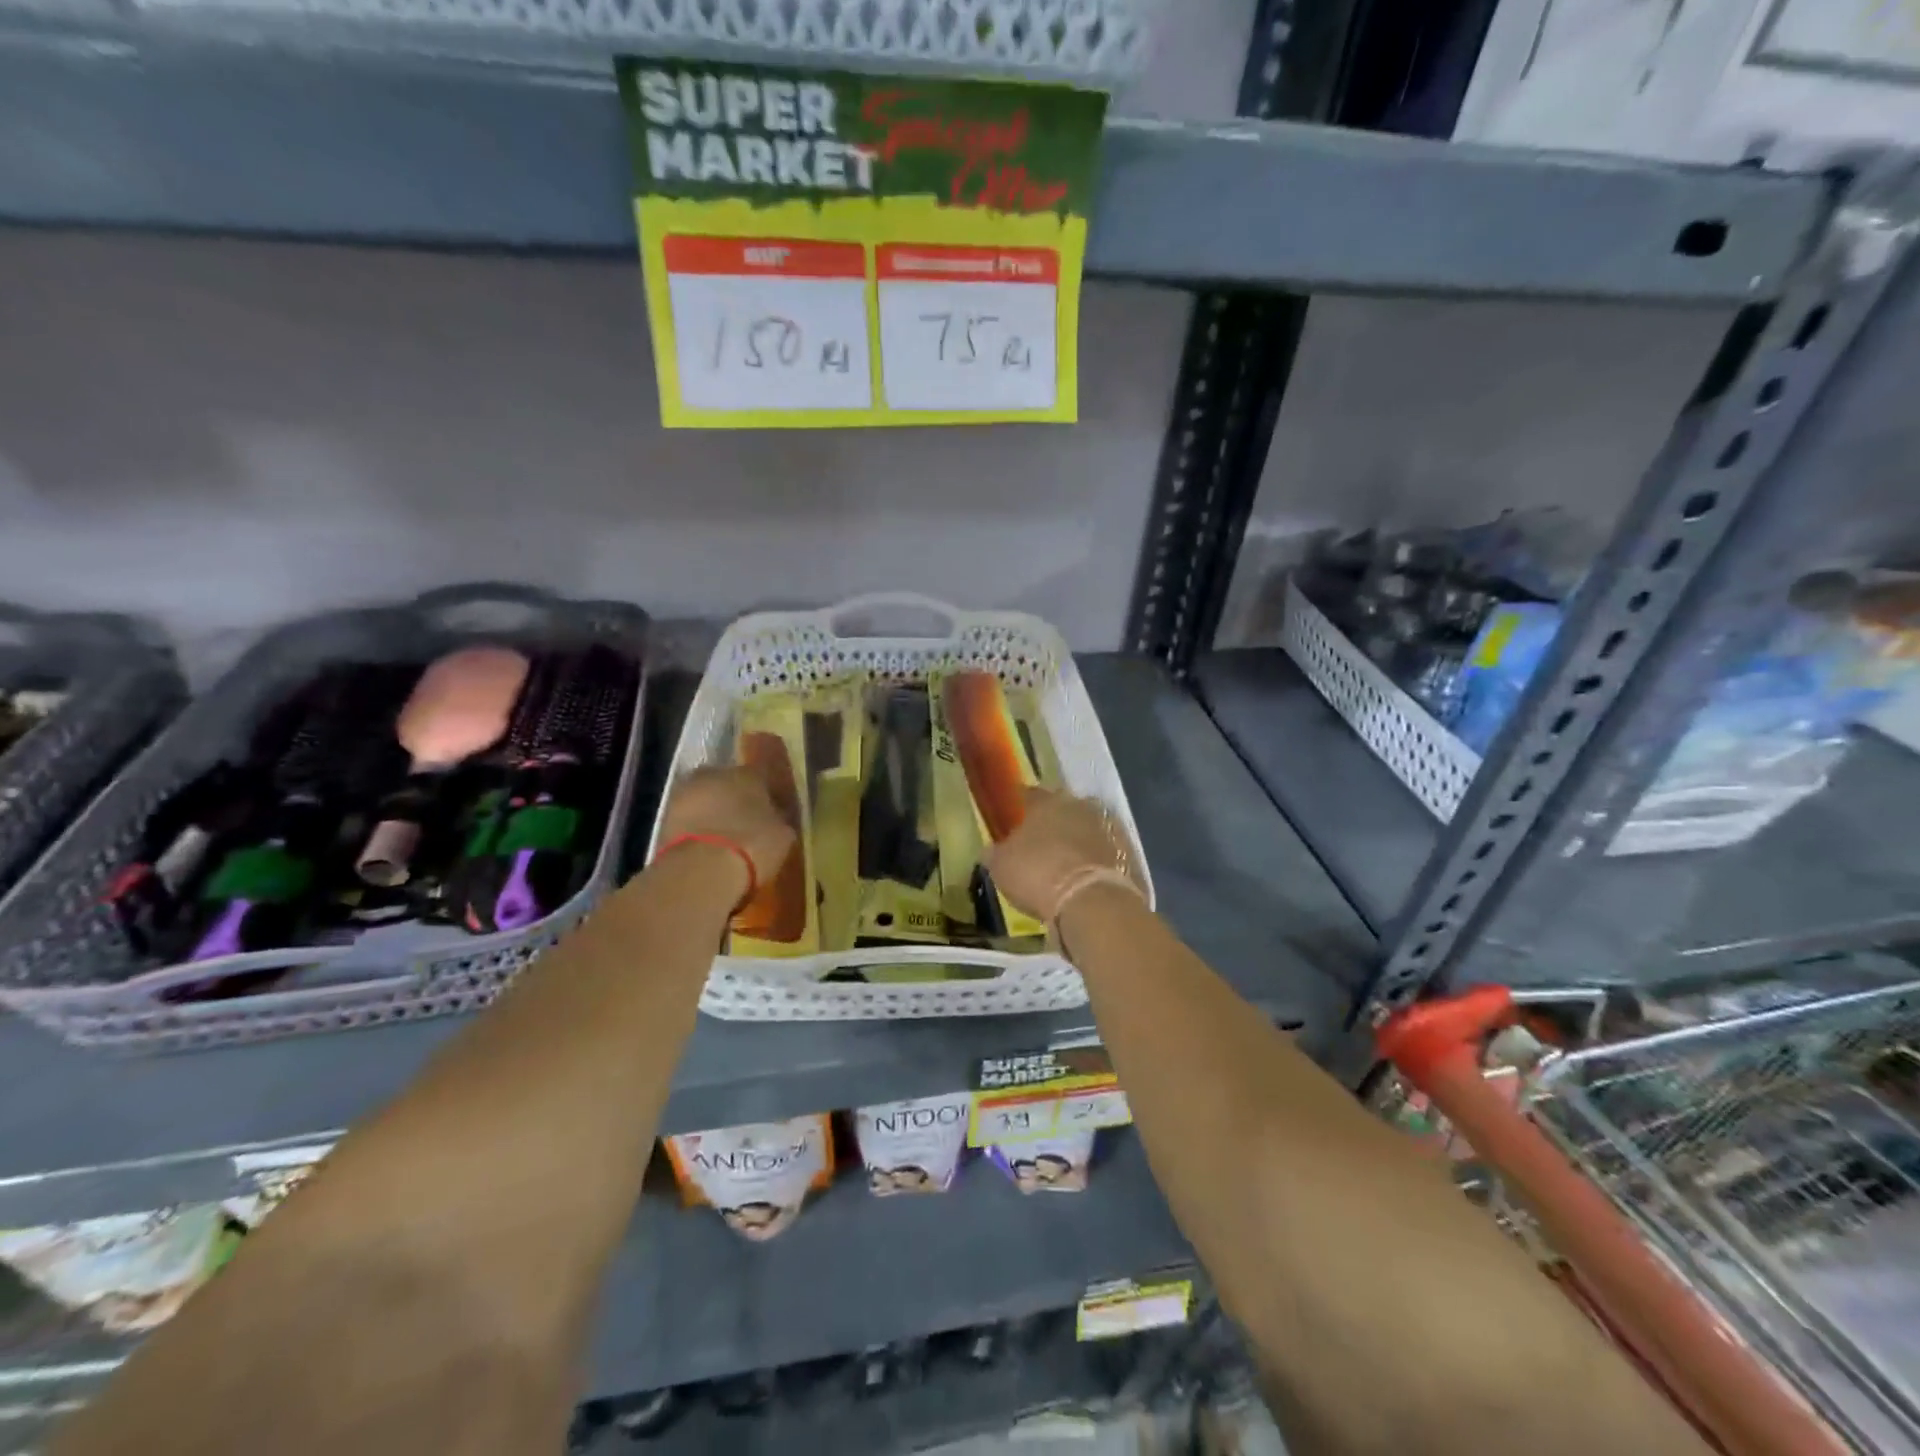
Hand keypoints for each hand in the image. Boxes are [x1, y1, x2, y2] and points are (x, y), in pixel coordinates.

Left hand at [657, 766, 796, 903]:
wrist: (702, 869)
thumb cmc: (753, 845)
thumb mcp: (782, 835)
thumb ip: (778, 820)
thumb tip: (776, 818)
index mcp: (748, 773)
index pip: (761, 777)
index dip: (766, 796)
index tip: (771, 812)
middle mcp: (714, 774)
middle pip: (727, 784)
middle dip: (734, 800)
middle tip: (744, 823)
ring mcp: (684, 793)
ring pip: (704, 800)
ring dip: (711, 814)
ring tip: (723, 840)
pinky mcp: (663, 818)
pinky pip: (688, 821)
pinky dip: (695, 831)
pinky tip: (705, 849)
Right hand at [984, 788, 1141, 926]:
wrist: (1091, 902)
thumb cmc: (1037, 874)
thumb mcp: (1001, 867)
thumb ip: (996, 853)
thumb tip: (991, 850)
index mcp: (1046, 802)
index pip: (1030, 794)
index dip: (1021, 806)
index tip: (1014, 818)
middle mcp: (1079, 806)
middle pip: (1063, 808)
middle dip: (1053, 821)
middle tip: (1041, 841)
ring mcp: (1107, 828)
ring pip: (1086, 828)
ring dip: (1077, 839)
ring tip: (1065, 862)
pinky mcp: (1127, 853)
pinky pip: (1105, 851)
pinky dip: (1096, 860)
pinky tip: (1086, 877)